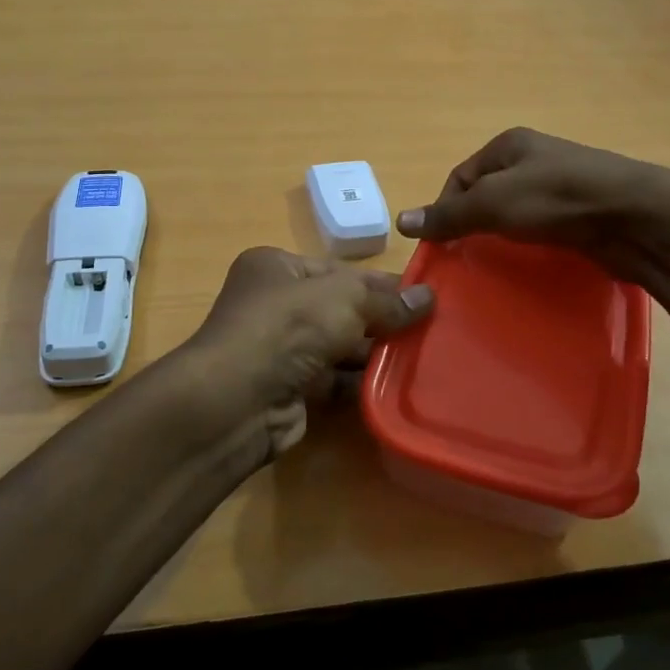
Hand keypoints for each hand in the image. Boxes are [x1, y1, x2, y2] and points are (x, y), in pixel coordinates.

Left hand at [188, 247, 432, 462]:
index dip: (382, 282)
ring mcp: (280, 350)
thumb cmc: (288, 328)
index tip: (426, 294)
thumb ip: (386, 300)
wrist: (237, 401)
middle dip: (383, 320)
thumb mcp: (344, 299)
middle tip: (433, 328)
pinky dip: (361, 383)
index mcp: (277, 267)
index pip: (339, 271)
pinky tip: (397, 384)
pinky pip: (334, 381)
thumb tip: (429, 296)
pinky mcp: (289, 389)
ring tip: (425, 356)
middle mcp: (275, 305)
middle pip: (340, 309)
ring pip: (339, 347)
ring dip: (376, 353)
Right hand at [397, 127, 666, 269]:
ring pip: (514, 213)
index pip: (460, 177)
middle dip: (473, 224)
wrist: (636, 217)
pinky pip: (541, 228)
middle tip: (466, 257)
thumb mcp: (493, 203)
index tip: (443, 244)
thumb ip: (448, 214)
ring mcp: (559, 186)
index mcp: (509, 145)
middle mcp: (533, 159)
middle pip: (486, 195)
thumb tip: (401, 221)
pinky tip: (529, 261)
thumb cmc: (557, 200)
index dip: (445, 209)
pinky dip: (529, 244)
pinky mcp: (580, 213)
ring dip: (501, 237)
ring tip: (494, 263)